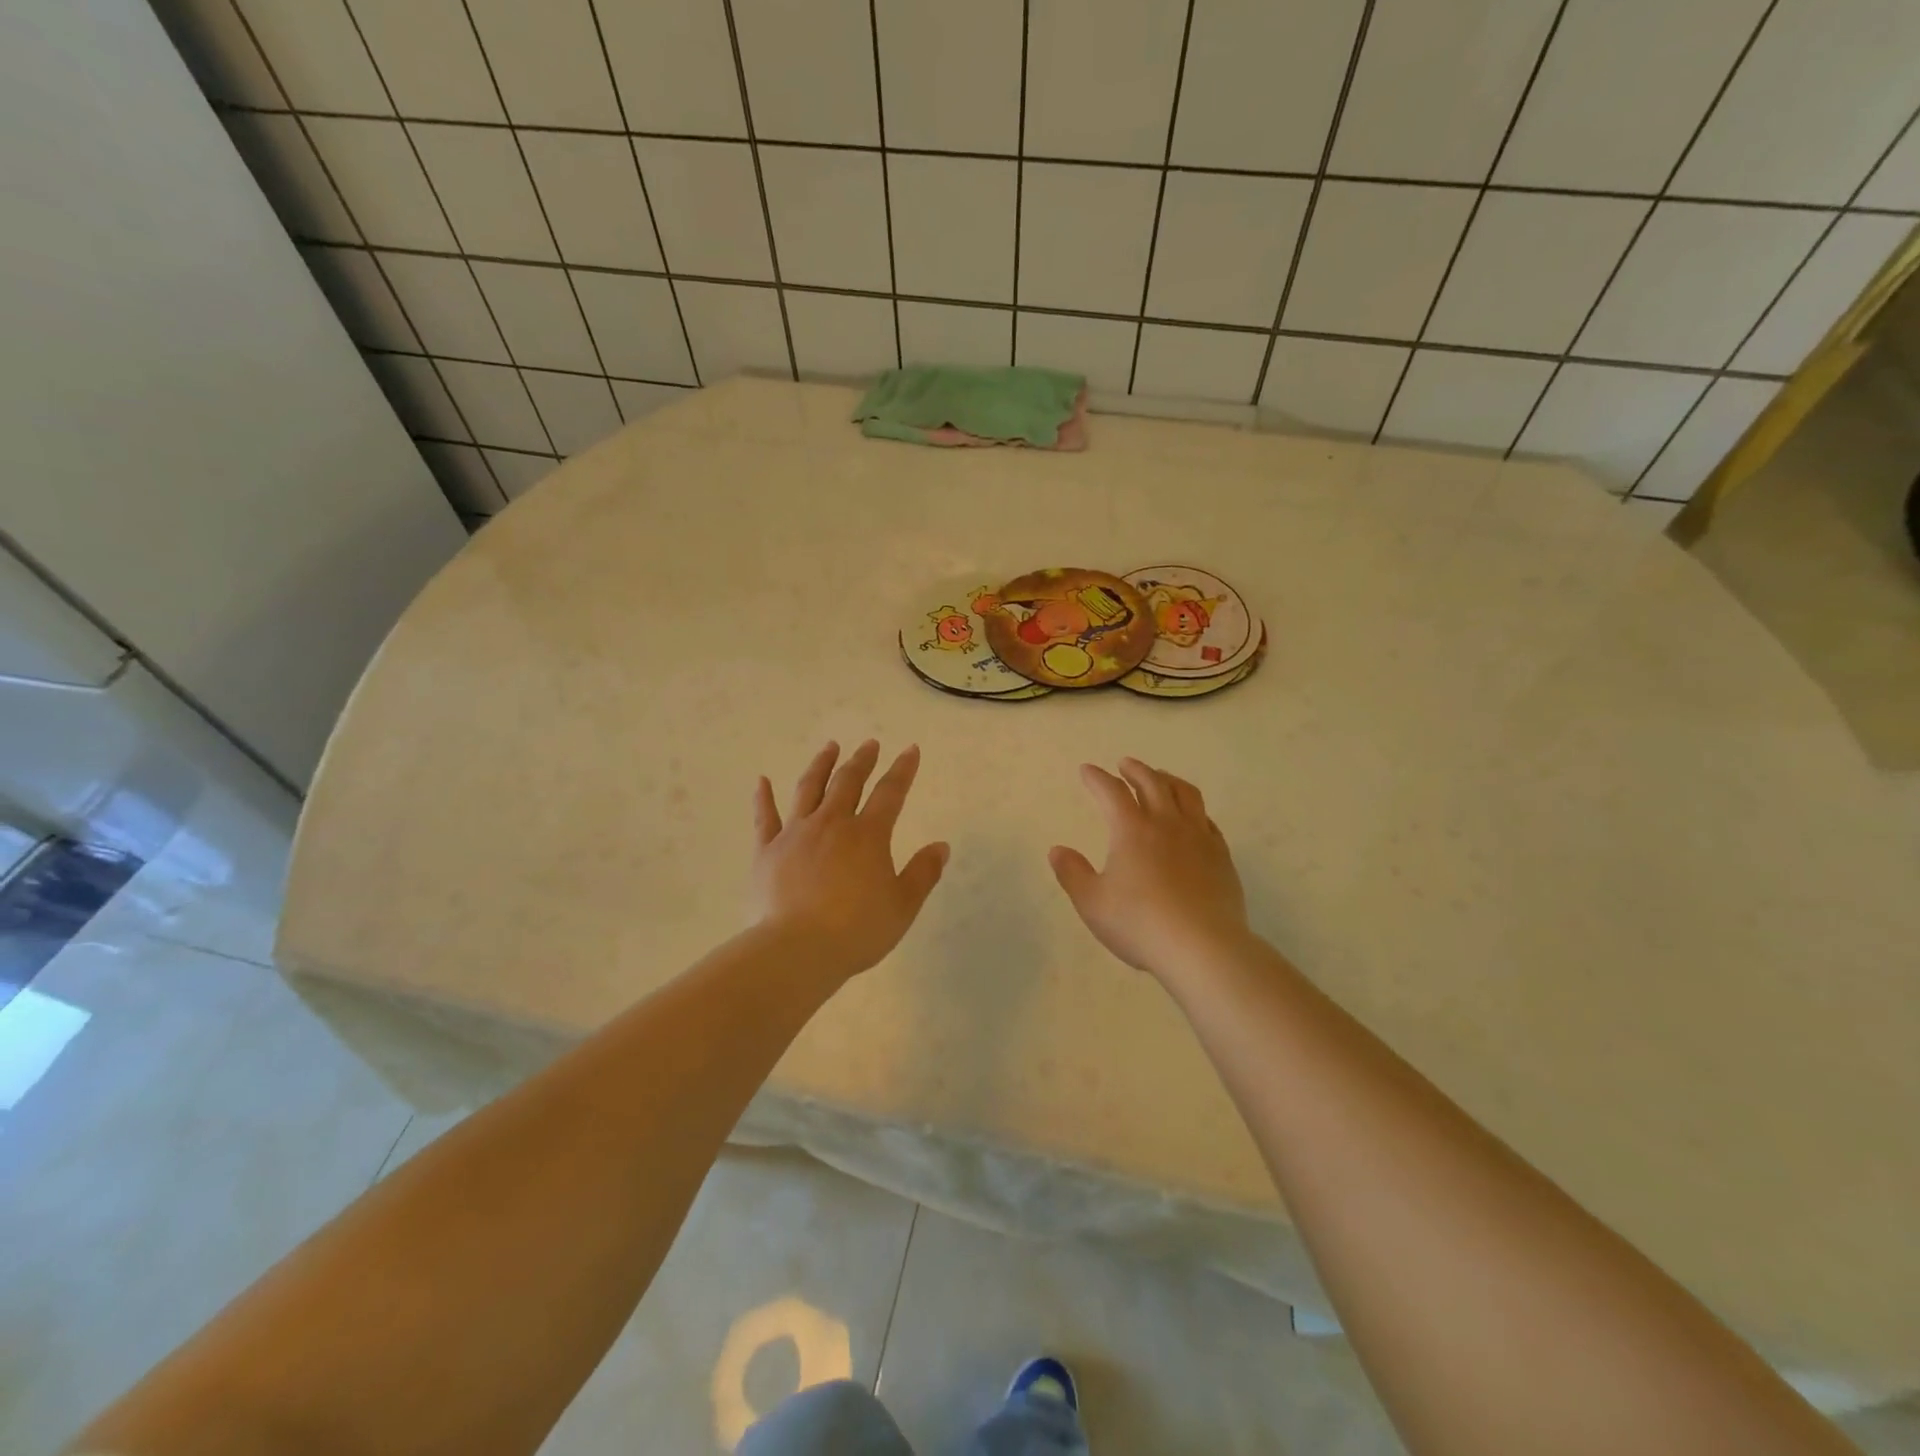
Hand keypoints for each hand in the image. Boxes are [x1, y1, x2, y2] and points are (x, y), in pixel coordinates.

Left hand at [751, 740, 949, 980]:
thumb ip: (923, 873)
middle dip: (862, 760)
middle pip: (848, 782)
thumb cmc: (856, 930)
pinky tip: (762, 781)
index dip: (903, 770)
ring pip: (809, 789)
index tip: (910, 750)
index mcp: (868, 835)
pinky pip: (765, 818)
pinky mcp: (767, 851)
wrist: (796, 950)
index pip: (890, 793)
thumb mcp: (902, 906)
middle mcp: (832, 824)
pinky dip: (763, 797)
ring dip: (821, 765)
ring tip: (829, 747)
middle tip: (869, 744)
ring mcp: (796, 834)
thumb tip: (941, 846)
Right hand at [1050, 758, 1250, 978]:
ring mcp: (1198, 837)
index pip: (1111, 792)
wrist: (1202, 947)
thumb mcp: (1092, 903)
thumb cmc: (1140, 924)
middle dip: (1135, 770)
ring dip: (1168, 780)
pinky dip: (1193, 810)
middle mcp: (1166, 824)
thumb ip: (1072, 873)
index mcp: (1132, 830)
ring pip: (1185, 794)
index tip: (1087, 770)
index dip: (1097, 778)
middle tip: (1125, 765)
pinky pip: (1207, 820)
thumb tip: (1057, 850)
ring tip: (1161, 778)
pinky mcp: (1221, 856)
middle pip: (1152, 783)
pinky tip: (1192, 818)